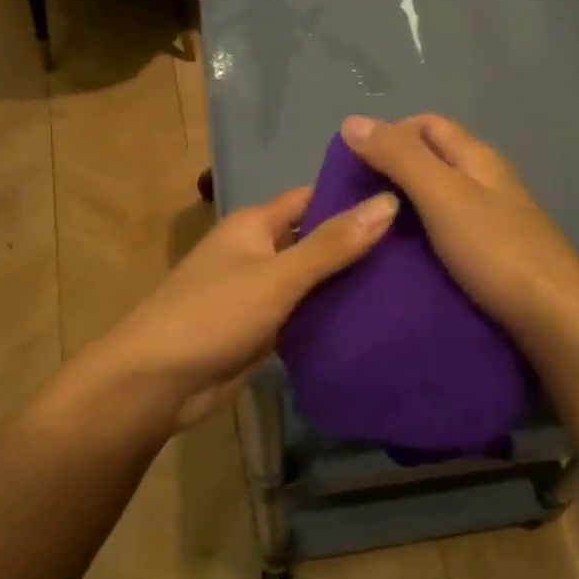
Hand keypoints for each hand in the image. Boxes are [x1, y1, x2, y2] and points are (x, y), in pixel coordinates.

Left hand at [87, 183, 399, 428]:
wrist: (157, 383)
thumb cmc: (213, 314)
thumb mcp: (277, 276)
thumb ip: (332, 244)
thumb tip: (388, 203)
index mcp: (255, 225)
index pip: (313, 198)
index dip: (353, 196)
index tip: (406, 196)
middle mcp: (258, 252)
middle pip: (316, 239)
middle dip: (359, 242)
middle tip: (421, 243)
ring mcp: (261, 293)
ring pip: (313, 280)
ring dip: (349, 282)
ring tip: (411, 279)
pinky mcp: (263, 330)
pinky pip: (305, 314)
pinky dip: (332, 315)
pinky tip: (377, 318)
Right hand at [339, 114, 578, 347]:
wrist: (554, 318)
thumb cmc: (496, 250)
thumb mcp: (443, 195)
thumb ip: (400, 158)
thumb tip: (352, 121)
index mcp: (478, 158)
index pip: (428, 125)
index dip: (389, 132)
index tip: (351, 162)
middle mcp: (487, 183)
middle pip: (434, 161)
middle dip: (393, 171)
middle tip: (352, 201)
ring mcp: (493, 222)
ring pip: (440, 200)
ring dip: (405, 207)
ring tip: (368, 231)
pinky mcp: (492, 258)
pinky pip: (447, 235)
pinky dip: (420, 238)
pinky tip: (401, 259)